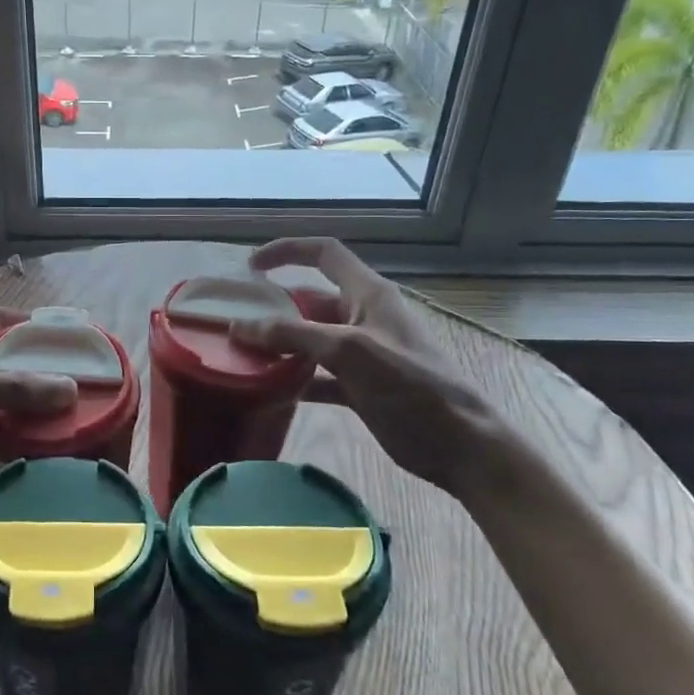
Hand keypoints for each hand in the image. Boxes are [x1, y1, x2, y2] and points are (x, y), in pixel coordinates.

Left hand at [0, 308, 75, 537]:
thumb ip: (8, 388)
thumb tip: (69, 390)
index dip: (31, 322)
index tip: (70, 337)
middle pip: (2, 364)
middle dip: (36, 371)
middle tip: (78, 387)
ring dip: (23, 410)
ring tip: (62, 423)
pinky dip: (1, 443)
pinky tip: (25, 455)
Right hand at [230, 237, 526, 501]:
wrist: (458, 444)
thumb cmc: (410, 385)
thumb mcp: (348, 351)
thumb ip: (293, 335)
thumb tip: (240, 327)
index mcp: (368, 294)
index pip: (323, 254)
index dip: (287, 251)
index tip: (251, 267)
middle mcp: (362, 317)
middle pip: (309, 300)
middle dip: (273, 308)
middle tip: (235, 322)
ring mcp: (361, 353)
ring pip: (309, 339)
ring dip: (279, 345)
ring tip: (241, 355)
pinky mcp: (359, 386)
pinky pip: (316, 374)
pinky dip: (292, 379)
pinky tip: (266, 391)